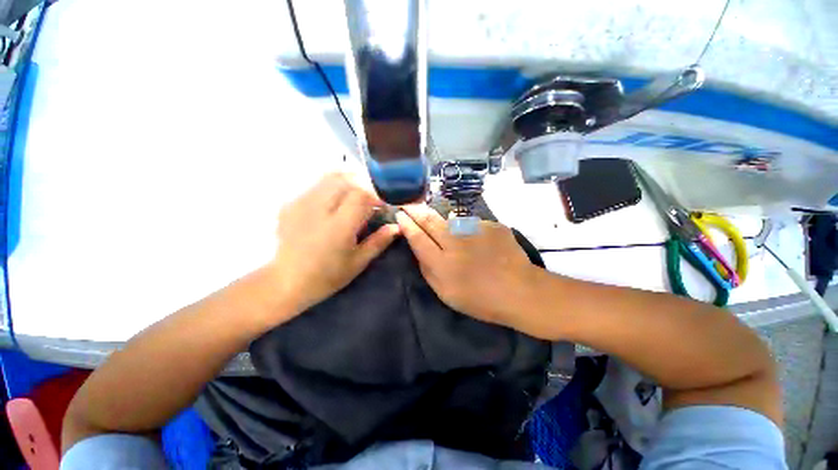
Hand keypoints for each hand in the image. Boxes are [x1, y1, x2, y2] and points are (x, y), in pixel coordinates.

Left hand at [267, 173, 399, 317]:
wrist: (285, 282)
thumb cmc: (327, 276)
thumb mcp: (358, 262)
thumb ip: (379, 241)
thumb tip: (397, 226)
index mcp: (338, 226)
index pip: (361, 195)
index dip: (377, 195)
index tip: (384, 205)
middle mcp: (318, 209)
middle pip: (345, 180)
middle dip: (363, 184)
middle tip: (371, 198)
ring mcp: (301, 204)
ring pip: (329, 177)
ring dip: (347, 182)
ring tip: (355, 196)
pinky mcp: (291, 204)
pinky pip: (316, 185)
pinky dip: (331, 187)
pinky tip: (334, 202)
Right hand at [395, 204, 540, 329]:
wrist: (520, 291)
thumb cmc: (480, 299)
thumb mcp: (446, 294)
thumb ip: (428, 270)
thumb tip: (419, 249)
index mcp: (443, 263)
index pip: (418, 238)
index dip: (407, 225)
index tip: (400, 215)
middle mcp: (456, 242)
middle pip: (430, 221)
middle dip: (416, 210)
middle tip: (409, 204)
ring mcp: (475, 231)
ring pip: (451, 220)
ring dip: (443, 221)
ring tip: (447, 231)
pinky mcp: (491, 225)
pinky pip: (472, 224)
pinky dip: (469, 230)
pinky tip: (477, 242)